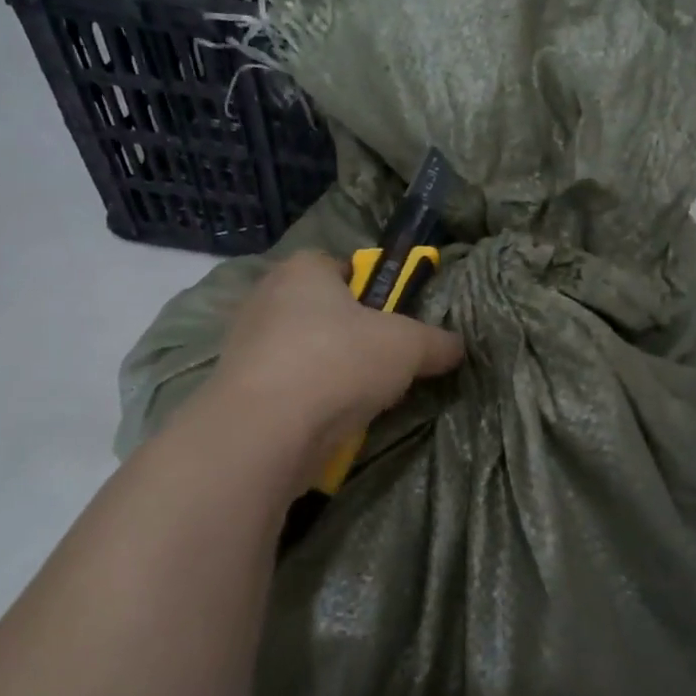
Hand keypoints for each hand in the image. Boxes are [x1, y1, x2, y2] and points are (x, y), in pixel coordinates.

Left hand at [208, 251, 464, 482]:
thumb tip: (456, 347)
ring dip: (331, 370)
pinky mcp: (239, 388)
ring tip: (361, 398)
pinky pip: (287, 385)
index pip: (340, 265)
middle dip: (352, 335)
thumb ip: (437, 342)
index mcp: (303, 269)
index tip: (392, 320)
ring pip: (304, 351)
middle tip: (384, 362)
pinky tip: (330, 421)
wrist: (266, 430)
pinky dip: (308, 399)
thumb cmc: (340, 362)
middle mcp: (267, 297)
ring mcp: (246, 344)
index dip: (370, 289)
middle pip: (323, 311)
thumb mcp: (409, 346)